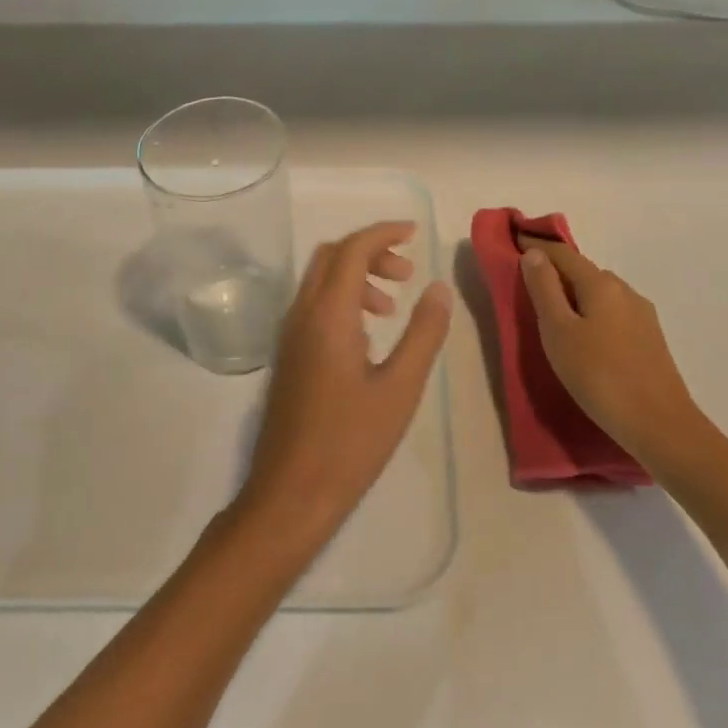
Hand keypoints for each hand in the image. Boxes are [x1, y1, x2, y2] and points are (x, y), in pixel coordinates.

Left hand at [237, 222, 452, 545]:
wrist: (289, 495)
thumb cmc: (350, 443)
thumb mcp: (400, 389)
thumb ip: (423, 333)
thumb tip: (438, 287)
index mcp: (328, 313)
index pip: (353, 249)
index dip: (384, 232)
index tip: (415, 233)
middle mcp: (302, 313)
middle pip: (333, 256)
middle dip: (371, 251)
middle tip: (407, 272)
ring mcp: (290, 334)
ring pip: (321, 279)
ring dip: (357, 276)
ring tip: (392, 307)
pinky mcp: (288, 355)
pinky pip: (315, 304)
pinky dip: (343, 298)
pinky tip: (368, 336)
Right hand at [519, 241, 709, 468]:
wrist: (662, 427)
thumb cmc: (600, 377)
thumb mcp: (559, 331)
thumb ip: (544, 289)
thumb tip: (534, 253)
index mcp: (600, 283)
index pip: (562, 253)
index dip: (536, 245)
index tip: (514, 240)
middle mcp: (624, 290)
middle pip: (582, 271)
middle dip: (556, 271)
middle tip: (528, 284)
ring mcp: (642, 315)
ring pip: (599, 293)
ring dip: (575, 294)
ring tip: (554, 313)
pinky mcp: (650, 339)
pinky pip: (612, 313)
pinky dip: (591, 312)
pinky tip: (586, 336)